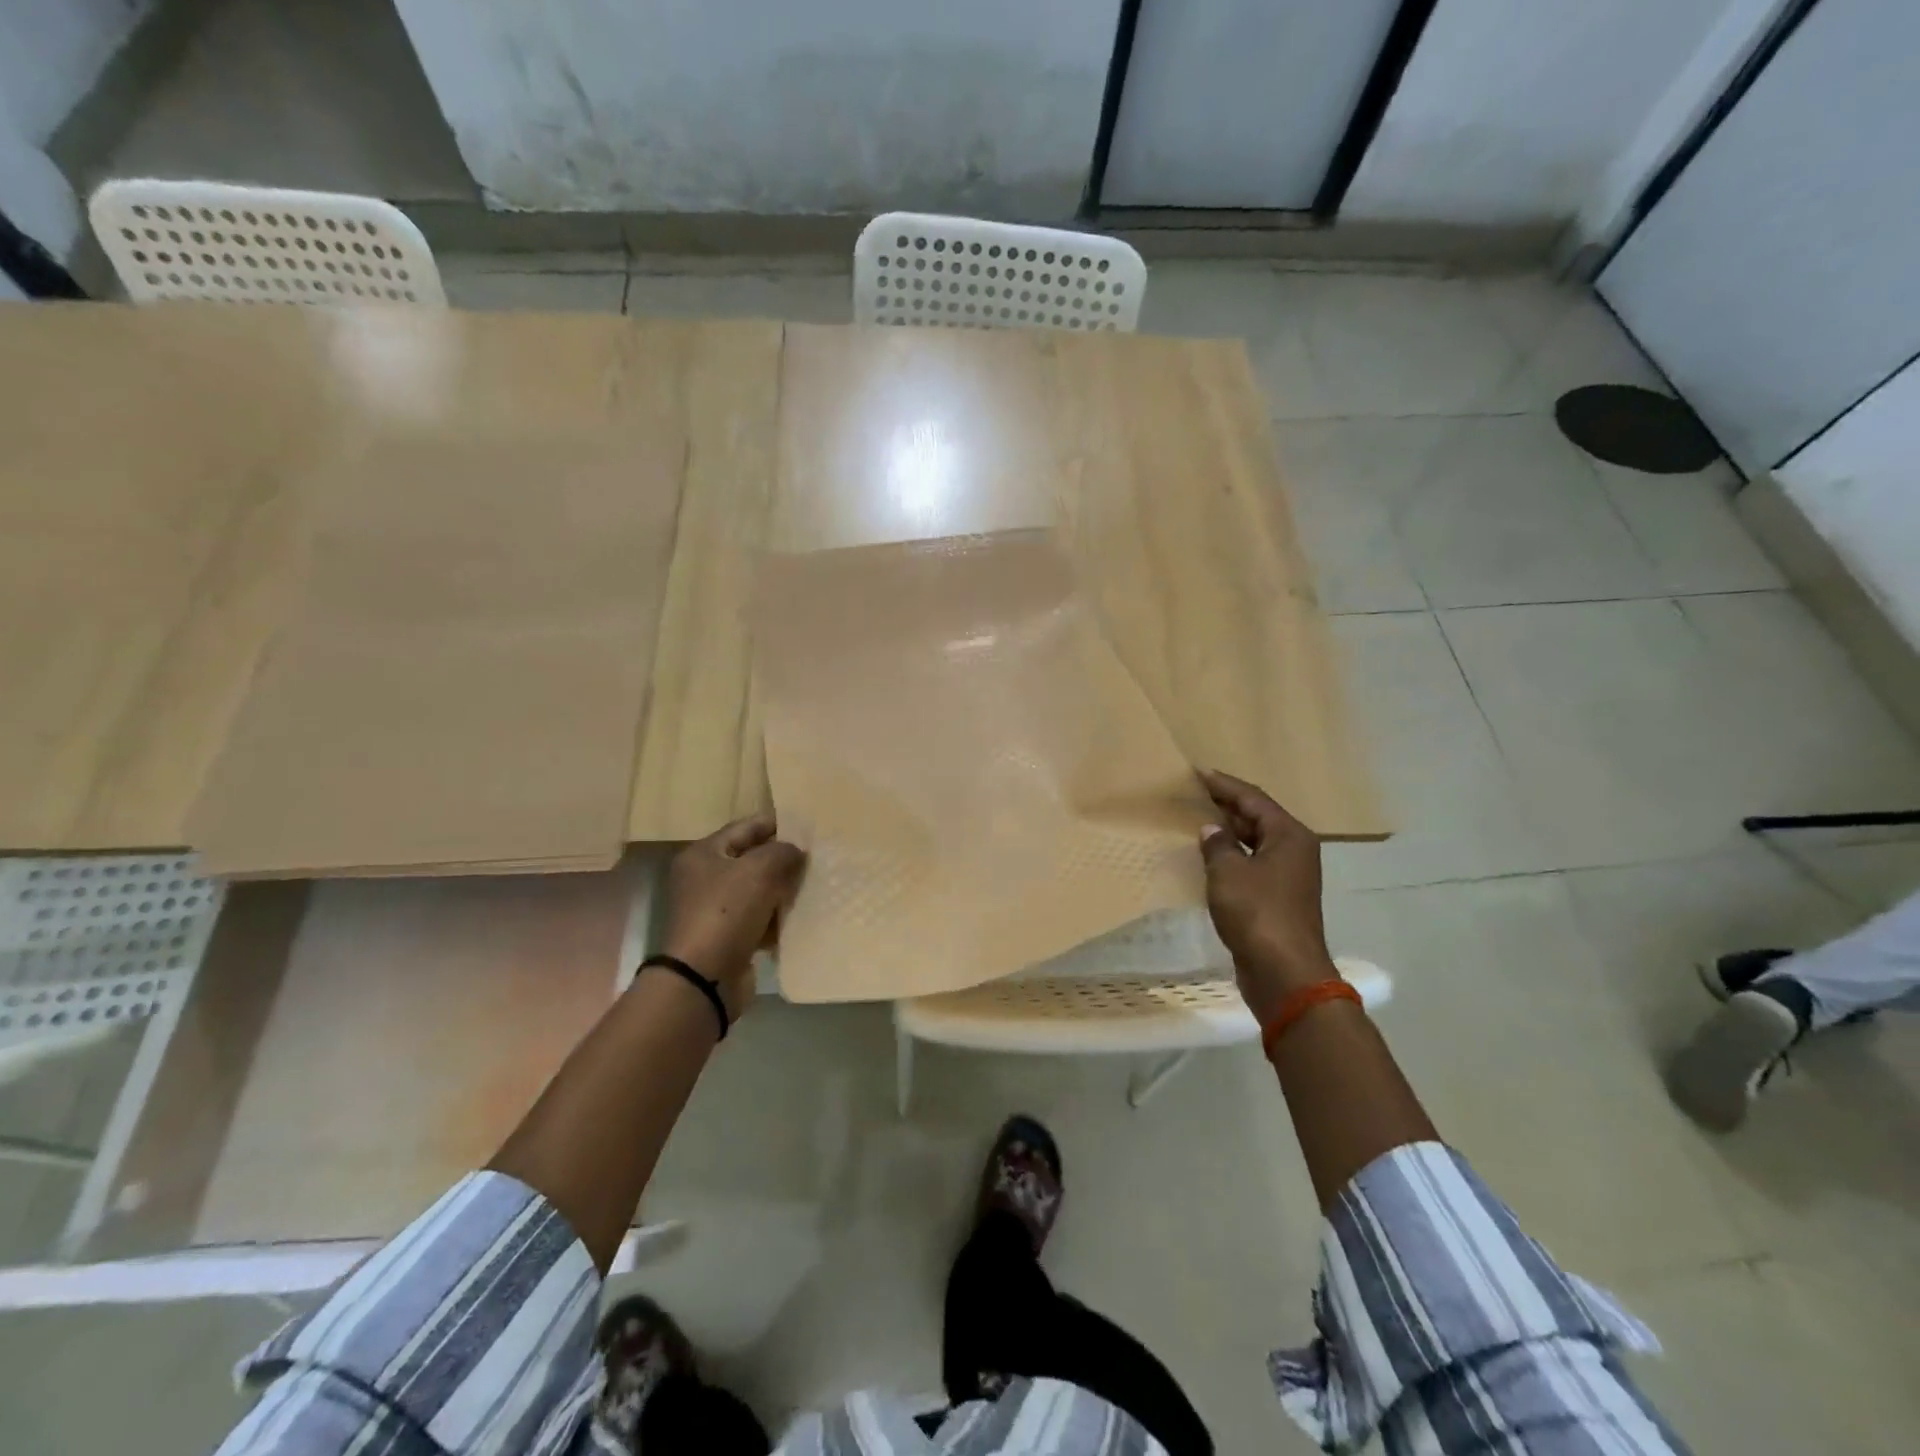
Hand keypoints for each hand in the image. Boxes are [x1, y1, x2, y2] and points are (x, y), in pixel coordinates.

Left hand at [658, 815, 805, 1018]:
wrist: (705, 977)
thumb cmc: (727, 912)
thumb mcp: (759, 869)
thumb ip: (782, 852)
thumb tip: (795, 852)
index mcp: (703, 854)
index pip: (745, 827)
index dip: (776, 824)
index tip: (808, 827)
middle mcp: (705, 878)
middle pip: (751, 859)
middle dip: (782, 859)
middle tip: (816, 858)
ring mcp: (715, 910)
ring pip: (758, 891)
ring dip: (783, 889)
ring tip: (815, 885)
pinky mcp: (727, 937)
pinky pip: (759, 919)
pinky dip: (777, 918)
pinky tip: (802, 916)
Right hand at [1197, 770, 1338, 1023]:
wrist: (1284, 972)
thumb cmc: (1258, 913)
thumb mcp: (1228, 872)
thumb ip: (1217, 844)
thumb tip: (1211, 829)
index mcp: (1289, 836)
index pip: (1253, 799)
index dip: (1224, 785)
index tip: (1198, 773)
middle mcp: (1294, 851)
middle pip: (1257, 818)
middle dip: (1226, 806)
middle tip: (1193, 794)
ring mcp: (1288, 877)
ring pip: (1254, 843)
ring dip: (1228, 833)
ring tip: (1195, 821)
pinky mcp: (1277, 899)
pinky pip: (1251, 866)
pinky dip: (1231, 857)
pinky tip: (1207, 858)